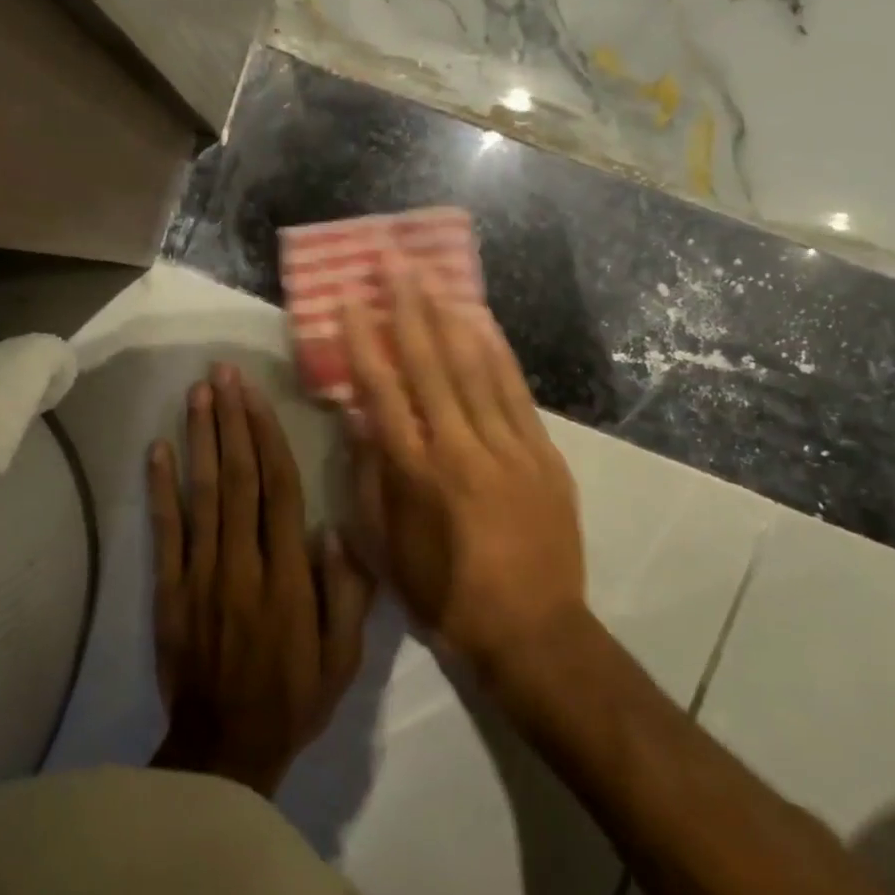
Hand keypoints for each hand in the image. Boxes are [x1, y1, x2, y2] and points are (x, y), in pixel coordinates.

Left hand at [147, 363, 374, 796]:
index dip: (267, 437)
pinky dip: (160, 489)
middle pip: (237, 478)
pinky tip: (157, 449)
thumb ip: (347, 593)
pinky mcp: (168, 590)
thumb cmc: (293, 698)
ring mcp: (200, 574)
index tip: (256, 395)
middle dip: (231, 420)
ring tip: (196, 393)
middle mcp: (243, 563)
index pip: (279, 490)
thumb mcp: (343, 658)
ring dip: (199, 439)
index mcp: (288, 576)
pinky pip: (165, 531)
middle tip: (223, 373)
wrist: (223, 750)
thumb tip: (336, 529)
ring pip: (202, 494)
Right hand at [340, 258, 585, 678]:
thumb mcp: (385, 549)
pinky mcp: (542, 453)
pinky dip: (498, 352)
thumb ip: (369, 480)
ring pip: (474, 368)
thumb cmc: (444, 594)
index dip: (364, 342)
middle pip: (429, 365)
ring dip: (451, 317)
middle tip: (393, 263)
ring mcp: (506, 447)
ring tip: (433, 276)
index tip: (352, 302)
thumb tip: (359, 420)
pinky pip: (516, 392)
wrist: (532, 631)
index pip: (382, 392)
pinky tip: (483, 321)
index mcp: (414, 473)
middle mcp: (458, 448)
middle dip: (408, 309)